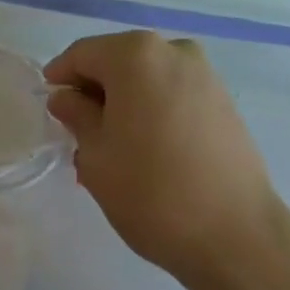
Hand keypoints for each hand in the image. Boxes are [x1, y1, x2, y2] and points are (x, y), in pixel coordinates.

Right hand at [45, 31, 289, 288]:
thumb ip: (76, 115)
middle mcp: (172, 51)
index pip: (83, 54)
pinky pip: (174, 93)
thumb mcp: (96, 155)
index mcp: (135, 54)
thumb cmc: (152, 192)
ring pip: (147, 77)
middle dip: (95, 90)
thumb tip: (67, 98)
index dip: (61, 76)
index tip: (50, 104)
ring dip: (125, 101)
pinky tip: (148, 148)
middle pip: (117, 60)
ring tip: (114, 145)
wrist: (238, 238)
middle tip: (79, 130)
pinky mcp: (225, 101)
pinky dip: (154, 109)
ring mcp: (204, 74)